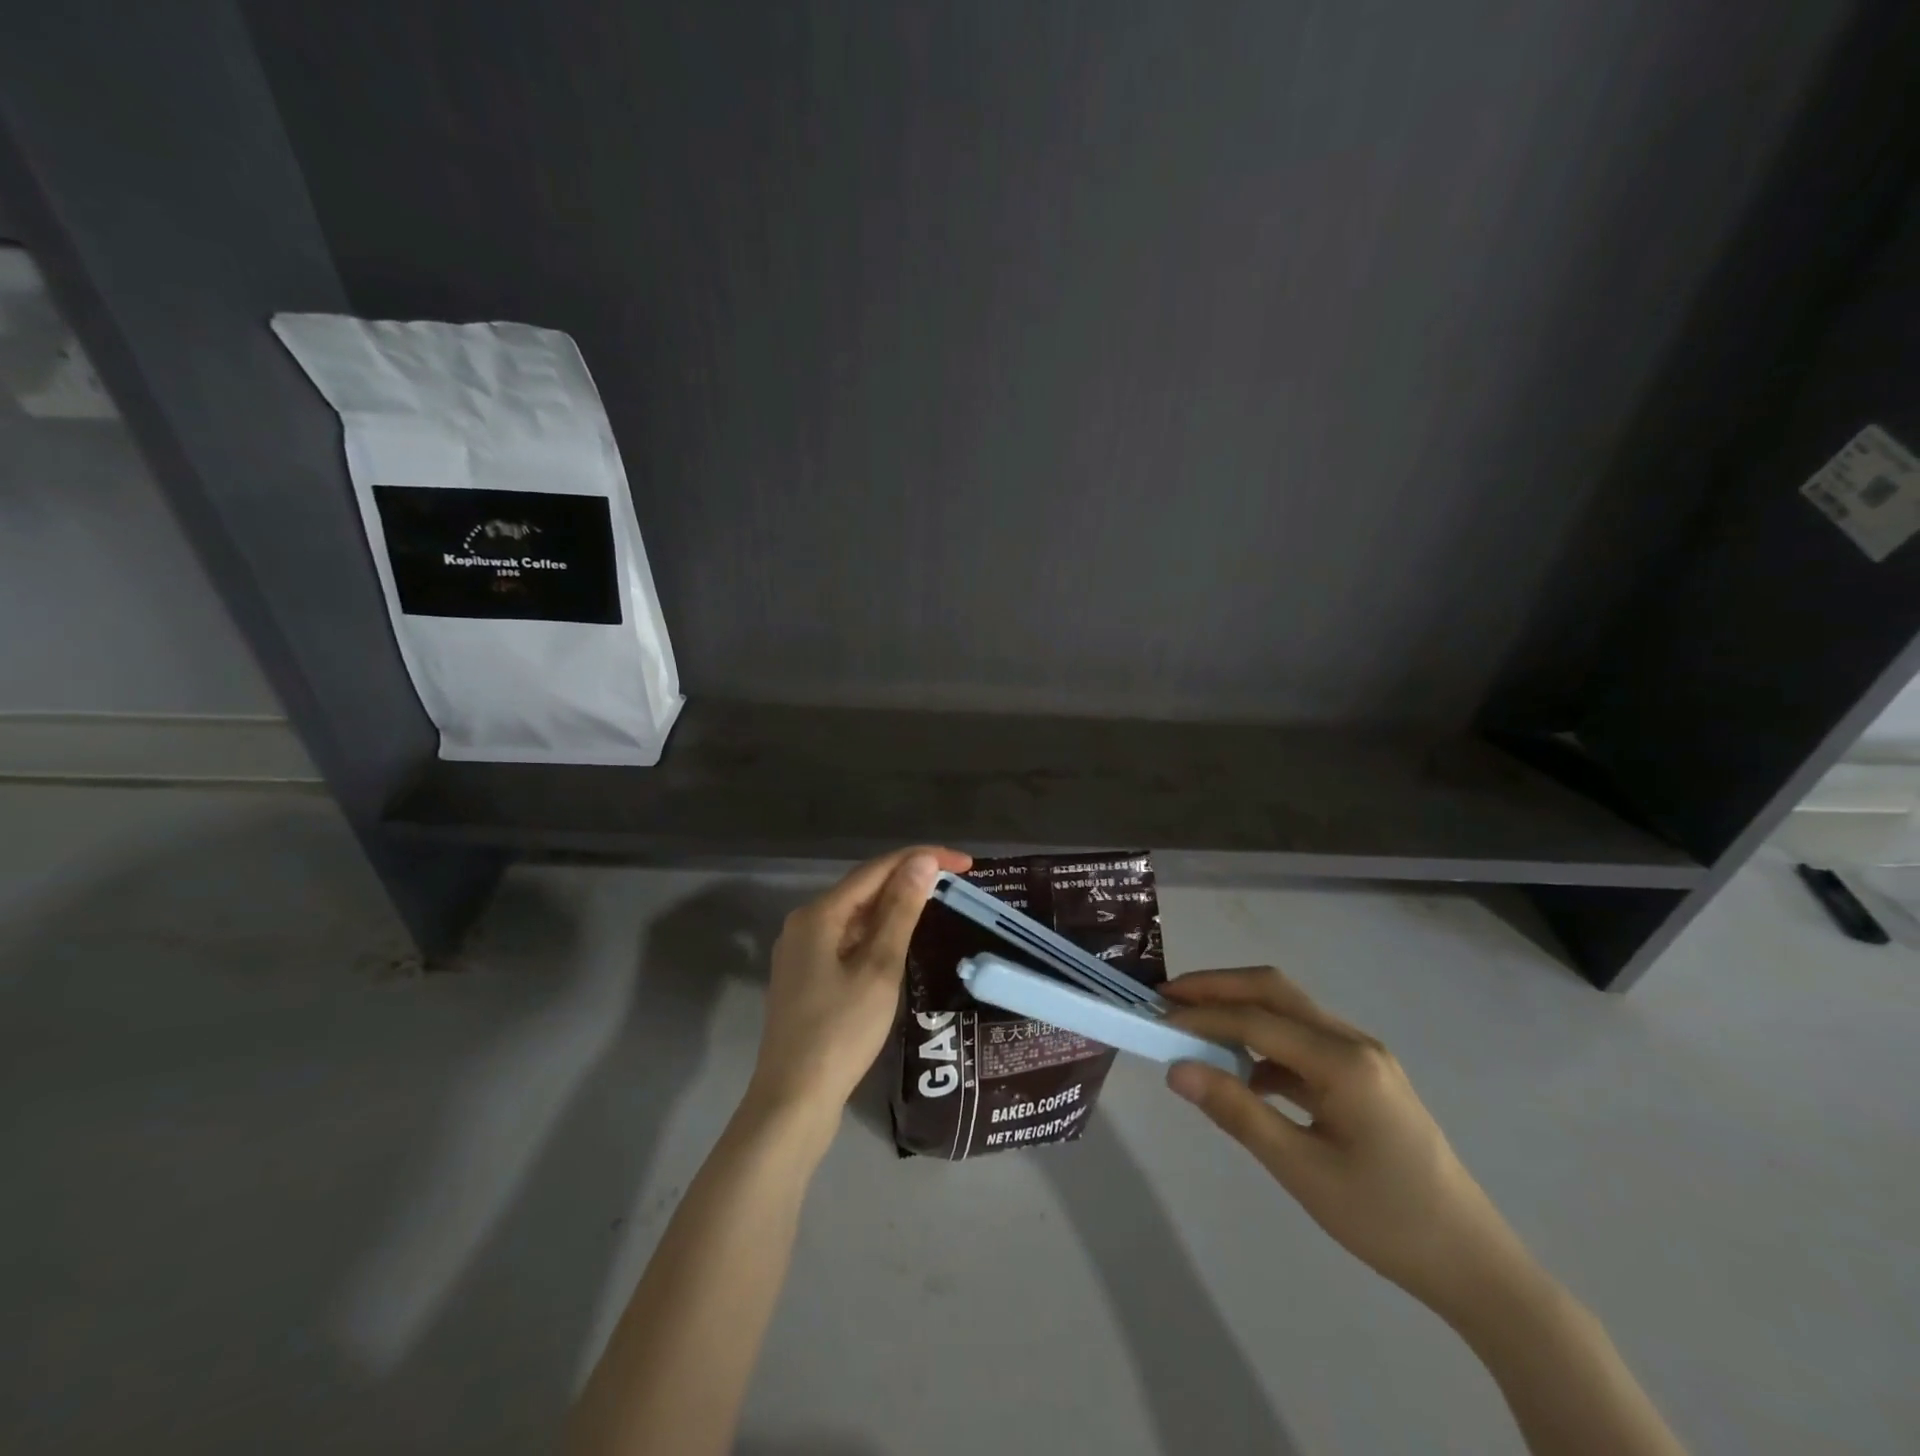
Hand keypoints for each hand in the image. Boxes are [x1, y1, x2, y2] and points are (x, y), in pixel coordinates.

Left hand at [745, 846, 971, 1126]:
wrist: (792, 1101)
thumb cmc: (840, 1032)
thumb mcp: (879, 968)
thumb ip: (901, 911)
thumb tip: (922, 862)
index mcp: (818, 914)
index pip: (877, 869)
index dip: (922, 858)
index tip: (965, 863)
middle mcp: (804, 923)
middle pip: (864, 887)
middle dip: (909, 878)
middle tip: (956, 882)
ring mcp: (801, 951)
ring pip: (856, 914)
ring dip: (894, 905)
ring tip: (937, 903)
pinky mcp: (806, 976)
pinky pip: (848, 938)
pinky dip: (878, 932)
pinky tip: (900, 939)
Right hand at [1163, 966, 1532, 1319]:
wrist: (1473, 1264)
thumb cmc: (1386, 1220)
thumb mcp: (1302, 1171)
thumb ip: (1237, 1112)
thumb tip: (1176, 1070)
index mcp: (1343, 1061)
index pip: (1256, 1020)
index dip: (1201, 1016)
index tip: (1155, 1017)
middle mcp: (1353, 1042)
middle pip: (1274, 990)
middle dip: (1218, 987)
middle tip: (1167, 997)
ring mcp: (1363, 1055)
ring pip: (1289, 1010)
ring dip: (1240, 1009)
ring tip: (1194, 1026)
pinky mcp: (1363, 1075)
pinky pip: (1303, 1040)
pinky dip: (1264, 1042)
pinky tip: (1244, 1072)